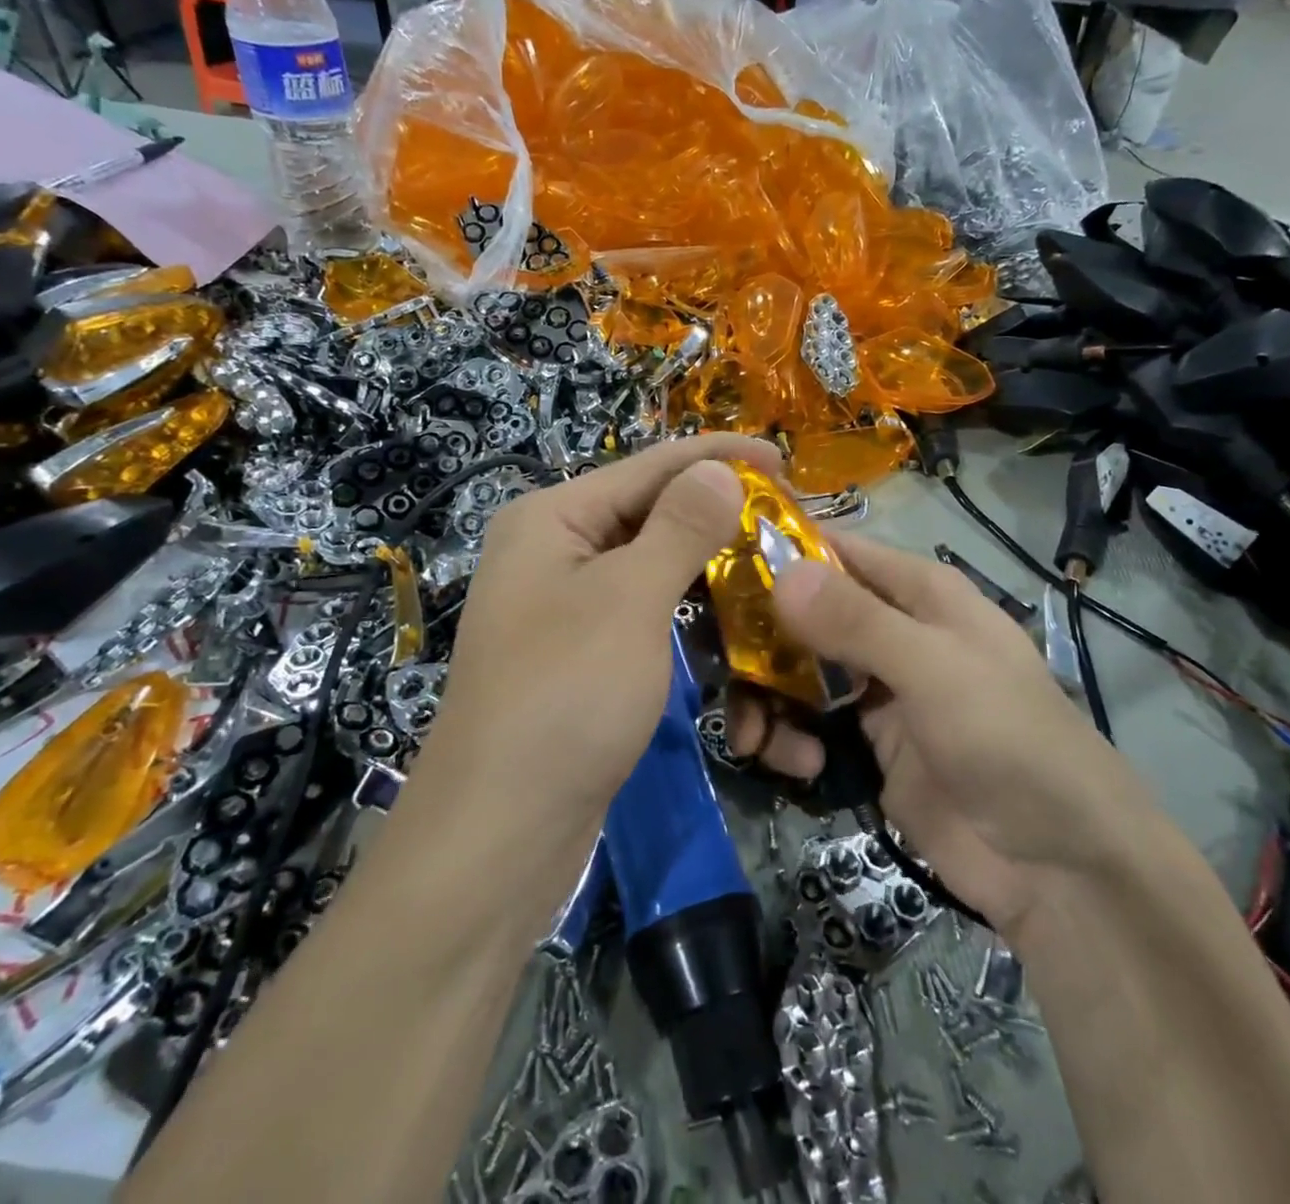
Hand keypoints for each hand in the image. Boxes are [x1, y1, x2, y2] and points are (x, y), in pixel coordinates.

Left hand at [410, 435, 780, 854]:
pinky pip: (649, 617)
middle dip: (720, 519)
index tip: (785, 462)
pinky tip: (736, 628)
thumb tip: (719, 469)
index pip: (648, 467)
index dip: (718, 457)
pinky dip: (692, 619)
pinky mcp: (586, 657)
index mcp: (552, 519)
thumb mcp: (629, 600)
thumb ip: (679, 527)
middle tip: (789, 524)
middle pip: (652, 516)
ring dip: (712, 573)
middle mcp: (555, 552)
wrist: (500, 833)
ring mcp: (568, 607)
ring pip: (655, 571)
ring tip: (774, 572)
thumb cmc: (565, 697)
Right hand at [736, 535, 1159, 935]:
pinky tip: (799, 766)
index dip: (779, 552)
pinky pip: (807, 724)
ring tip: (755, 737)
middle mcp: (893, 630)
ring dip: (767, 698)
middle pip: (805, 613)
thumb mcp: (934, 670)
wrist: (1058, 866)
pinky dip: (789, 739)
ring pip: (797, 671)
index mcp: (918, 592)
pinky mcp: (866, 744)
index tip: (713, 567)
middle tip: (718, 667)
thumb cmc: (1007, 740)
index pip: (836, 550)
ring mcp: (878, 689)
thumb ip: (855, 621)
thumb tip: (779, 571)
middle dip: (760, 639)